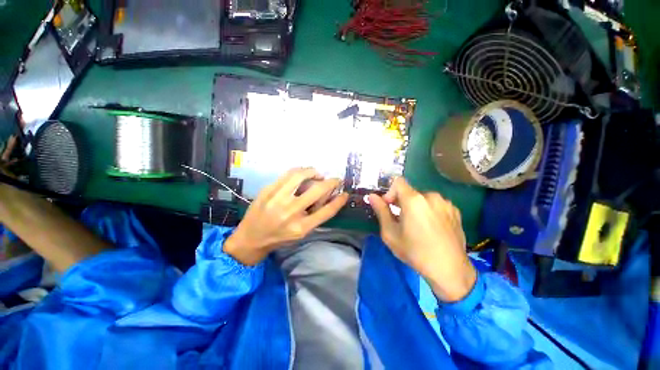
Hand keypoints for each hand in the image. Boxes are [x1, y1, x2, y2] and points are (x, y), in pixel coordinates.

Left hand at [224, 168, 348, 265]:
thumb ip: (316, 216)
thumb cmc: (279, 237)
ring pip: (300, 175)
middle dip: (331, 182)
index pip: (327, 211)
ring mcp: (277, 199)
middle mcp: (290, 212)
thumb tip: (330, 197)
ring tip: (317, 174)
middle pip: (317, 190)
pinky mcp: (268, 190)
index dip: (339, 200)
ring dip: (313, 172)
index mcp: (301, 227)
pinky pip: (287, 174)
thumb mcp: (301, 233)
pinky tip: (303, 173)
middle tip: (335, 179)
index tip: (345, 193)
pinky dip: (299, 171)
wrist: (250, 238)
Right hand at [368, 178, 475, 301]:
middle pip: (410, 191)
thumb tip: (372, 196)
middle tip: (401, 220)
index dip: (390, 192)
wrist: (450, 270)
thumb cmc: (415, 252)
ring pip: (423, 198)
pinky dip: (429, 211)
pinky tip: (431, 228)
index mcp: (414, 200)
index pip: (398, 182)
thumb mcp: (391, 233)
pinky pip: (436, 205)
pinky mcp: (455, 211)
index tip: (390, 207)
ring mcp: (446, 203)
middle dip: (401, 202)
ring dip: (416, 207)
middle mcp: (431, 196)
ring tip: (417, 225)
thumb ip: (381, 211)